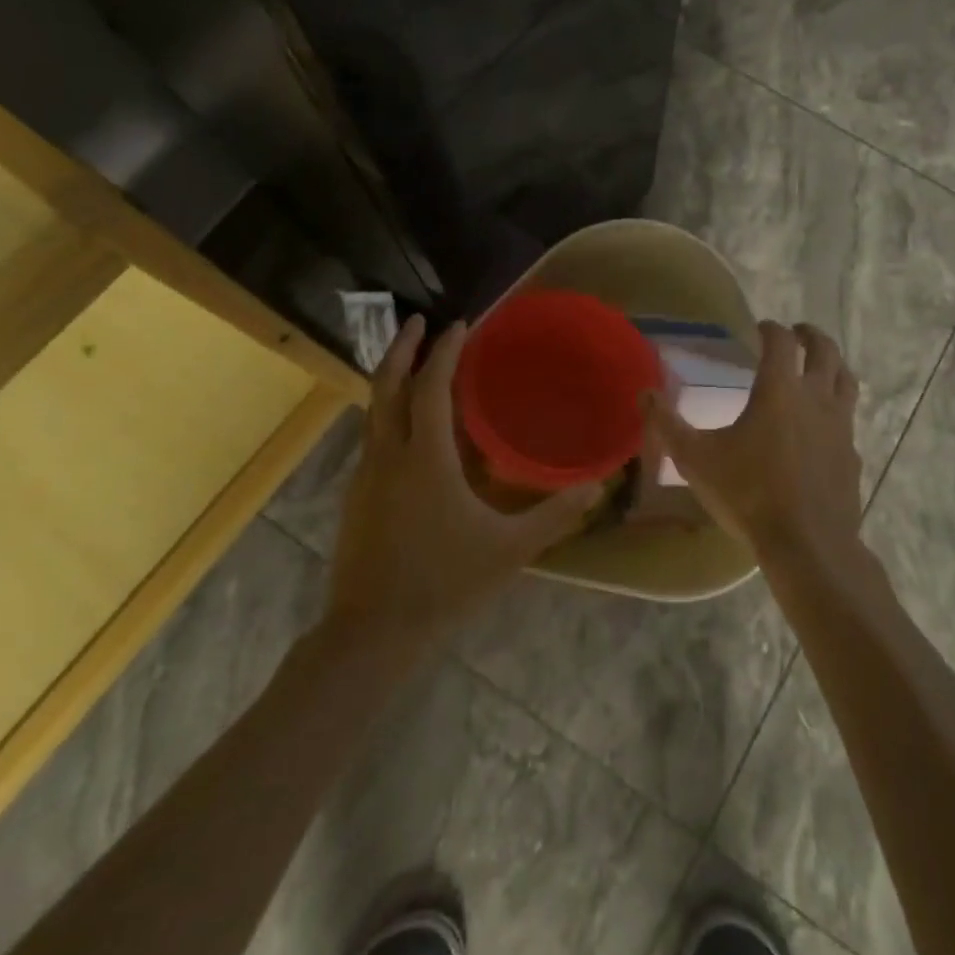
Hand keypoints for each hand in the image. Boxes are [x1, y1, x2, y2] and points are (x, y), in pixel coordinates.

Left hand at [324, 316, 601, 651]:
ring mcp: (365, 475)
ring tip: (414, 362)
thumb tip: (598, 486)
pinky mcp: (356, 496)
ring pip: (373, 410)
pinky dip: (388, 411)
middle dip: (402, 348)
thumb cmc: (444, 583)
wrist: (371, 633)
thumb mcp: (509, 550)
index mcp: (424, 458)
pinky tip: (407, 426)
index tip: (459, 324)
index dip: (444, 352)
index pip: (431, 387)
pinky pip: (372, 435)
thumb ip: (555, 515)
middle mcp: (388, 455)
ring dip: (392, 377)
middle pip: (386, 386)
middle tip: (419, 321)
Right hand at [642, 321, 863, 572]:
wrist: (807, 544)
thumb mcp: (696, 459)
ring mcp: (841, 426)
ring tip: (821, 365)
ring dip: (833, 364)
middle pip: (825, 351)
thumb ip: (667, 424)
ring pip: (846, 380)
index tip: (760, 328)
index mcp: (779, 389)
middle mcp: (816, 398)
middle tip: (797, 333)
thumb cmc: (749, 494)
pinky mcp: (853, 455)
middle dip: (810, 335)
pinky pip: (849, 420)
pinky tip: (825, 425)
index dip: (770, 329)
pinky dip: (838, 409)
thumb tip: (644, 393)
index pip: (780, 342)